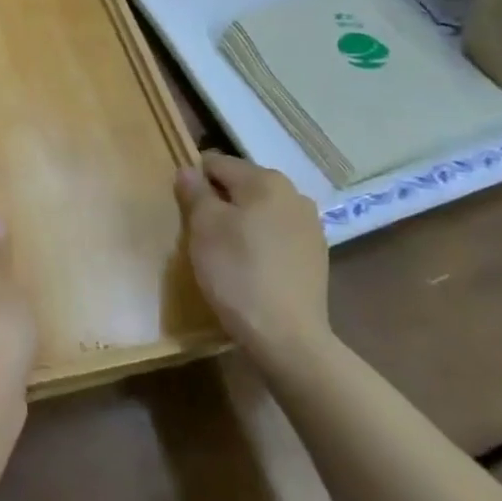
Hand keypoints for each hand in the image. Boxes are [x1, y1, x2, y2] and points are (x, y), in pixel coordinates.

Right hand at [176, 152, 329, 355]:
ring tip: (227, 252)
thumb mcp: (204, 227)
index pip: (217, 163)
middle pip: (241, 184)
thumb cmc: (237, 272)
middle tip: (202, 232)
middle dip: (220, 201)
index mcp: (265, 180)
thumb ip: (195, 192)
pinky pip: (277, 234)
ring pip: (261, 210)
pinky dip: (261, 241)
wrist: (287, 337)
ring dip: (241, 221)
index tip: (185, 209)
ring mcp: (310, 225)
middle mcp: (293, 193)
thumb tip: (189, 170)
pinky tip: (252, 267)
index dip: (195, 182)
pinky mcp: (316, 254)